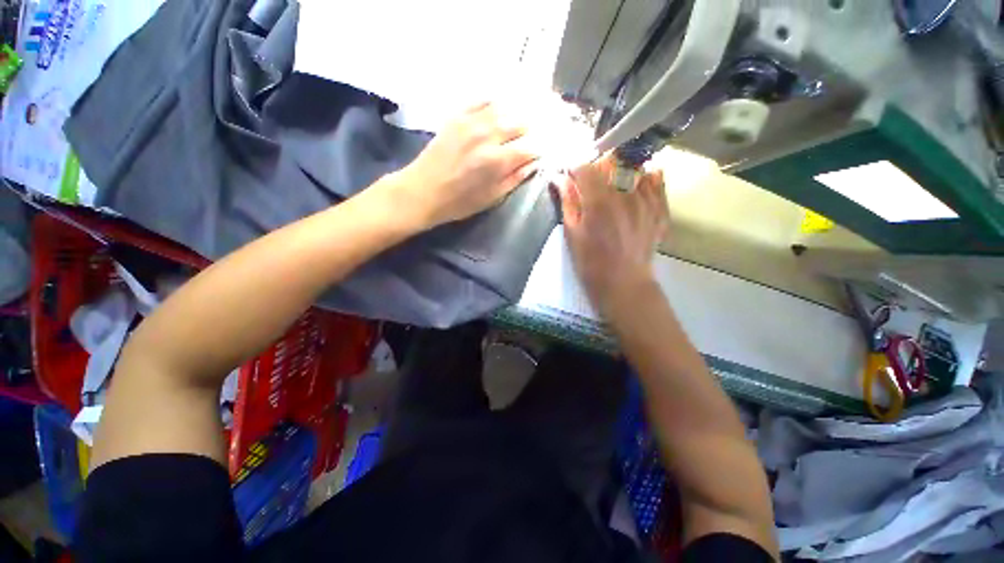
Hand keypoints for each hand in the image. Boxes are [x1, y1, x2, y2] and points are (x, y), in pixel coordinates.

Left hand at [394, 103, 539, 227]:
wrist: (422, 191)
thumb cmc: (459, 202)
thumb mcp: (492, 198)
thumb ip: (515, 179)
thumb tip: (534, 163)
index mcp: (498, 161)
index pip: (531, 146)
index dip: (542, 147)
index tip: (546, 149)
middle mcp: (488, 135)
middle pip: (522, 121)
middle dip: (534, 127)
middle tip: (540, 130)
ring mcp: (471, 122)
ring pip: (505, 106)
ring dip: (519, 110)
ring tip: (528, 112)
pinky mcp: (457, 116)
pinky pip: (482, 100)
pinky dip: (497, 101)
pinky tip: (503, 105)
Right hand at [558, 155, 667, 317]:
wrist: (624, 284)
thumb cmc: (591, 263)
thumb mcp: (572, 234)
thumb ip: (568, 202)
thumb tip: (559, 177)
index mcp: (599, 201)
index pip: (585, 167)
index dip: (574, 168)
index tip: (569, 176)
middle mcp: (626, 194)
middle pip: (611, 163)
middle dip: (596, 169)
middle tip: (589, 184)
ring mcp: (647, 200)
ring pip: (633, 167)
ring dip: (619, 171)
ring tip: (612, 186)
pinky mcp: (660, 208)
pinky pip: (656, 180)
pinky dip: (644, 177)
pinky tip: (635, 186)